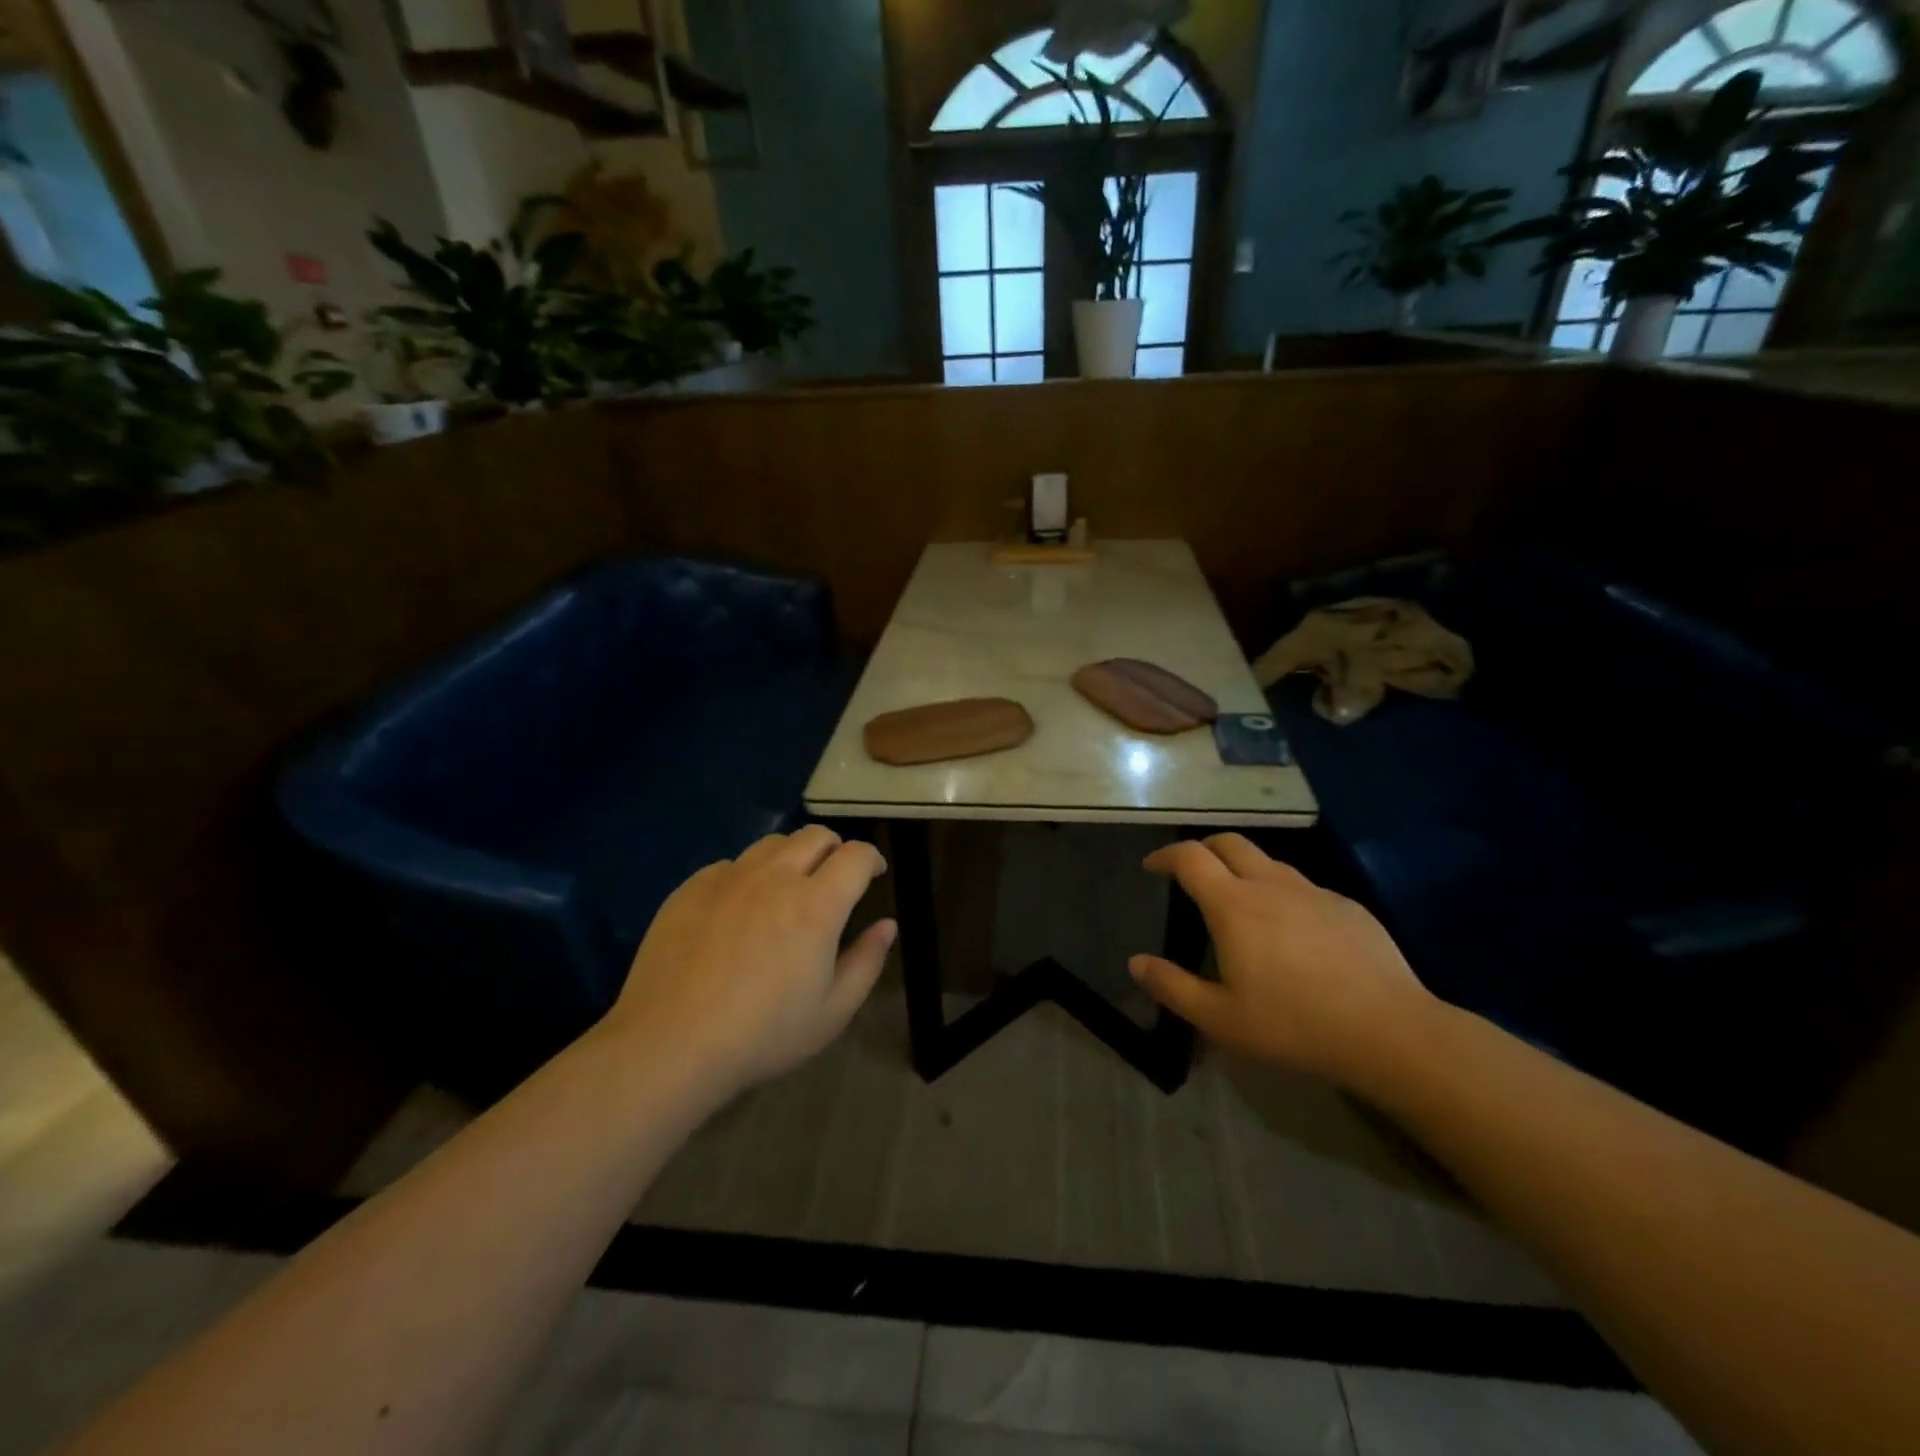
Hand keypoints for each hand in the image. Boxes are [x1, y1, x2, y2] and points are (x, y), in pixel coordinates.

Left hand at [601, 826, 896, 1096]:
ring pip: (773, 843)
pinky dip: (748, 875)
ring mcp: (729, 878)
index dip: (872, 858)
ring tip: (787, 889)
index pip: (856, 854)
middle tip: (834, 879)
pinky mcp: (691, 887)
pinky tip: (739, 910)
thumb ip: (866, 961)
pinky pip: (731, 864)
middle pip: (815, 835)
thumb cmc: (762, 1035)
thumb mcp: (832, 1012)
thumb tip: (887, 925)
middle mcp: (775, 877)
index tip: (874, 874)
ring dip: (792, 857)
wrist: (669, 1046)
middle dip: (835, 849)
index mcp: (817, 904)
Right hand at [1129, 834, 1435, 1085]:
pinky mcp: (1347, 906)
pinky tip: (1292, 930)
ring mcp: (1313, 892)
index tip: (1152, 866)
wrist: (1390, 1031)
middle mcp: (1270, 885)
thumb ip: (1172, 987)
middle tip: (1191, 872)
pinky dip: (1281, 892)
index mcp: (1234, 905)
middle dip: (1202, 849)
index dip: (1165, 855)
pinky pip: (1303, 886)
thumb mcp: (1221, 1018)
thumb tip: (1136, 963)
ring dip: (1243, 868)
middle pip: (1229, 843)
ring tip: (1239, 900)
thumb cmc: (1295, 1025)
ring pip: (1268, 861)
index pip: (1190, 857)